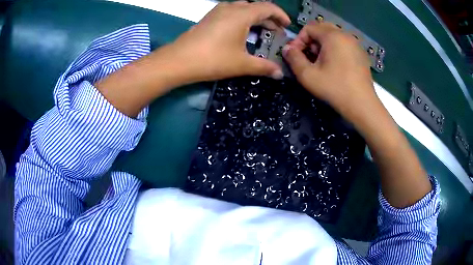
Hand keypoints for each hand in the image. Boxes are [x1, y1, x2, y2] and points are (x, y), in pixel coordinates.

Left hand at [160, 1, 290, 82]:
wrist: (179, 61)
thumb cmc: (213, 59)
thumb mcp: (242, 64)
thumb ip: (264, 66)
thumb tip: (280, 74)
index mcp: (242, 14)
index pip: (268, 7)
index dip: (280, 15)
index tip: (287, 26)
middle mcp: (230, 8)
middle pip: (255, 7)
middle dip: (269, 18)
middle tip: (276, 31)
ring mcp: (217, 11)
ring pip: (242, 9)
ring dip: (255, 18)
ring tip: (262, 31)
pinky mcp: (209, 18)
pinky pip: (231, 13)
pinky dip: (242, 19)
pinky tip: (242, 32)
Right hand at [282, 22, 376, 118]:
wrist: (362, 104)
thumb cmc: (334, 88)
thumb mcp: (308, 75)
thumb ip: (293, 58)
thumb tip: (287, 49)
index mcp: (332, 36)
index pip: (309, 28)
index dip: (298, 40)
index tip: (296, 55)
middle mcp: (345, 35)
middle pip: (322, 29)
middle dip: (311, 41)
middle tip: (309, 57)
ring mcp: (356, 44)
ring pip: (334, 36)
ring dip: (323, 45)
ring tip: (321, 62)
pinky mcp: (361, 54)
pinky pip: (344, 44)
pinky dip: (335, 49)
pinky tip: (335, 66)